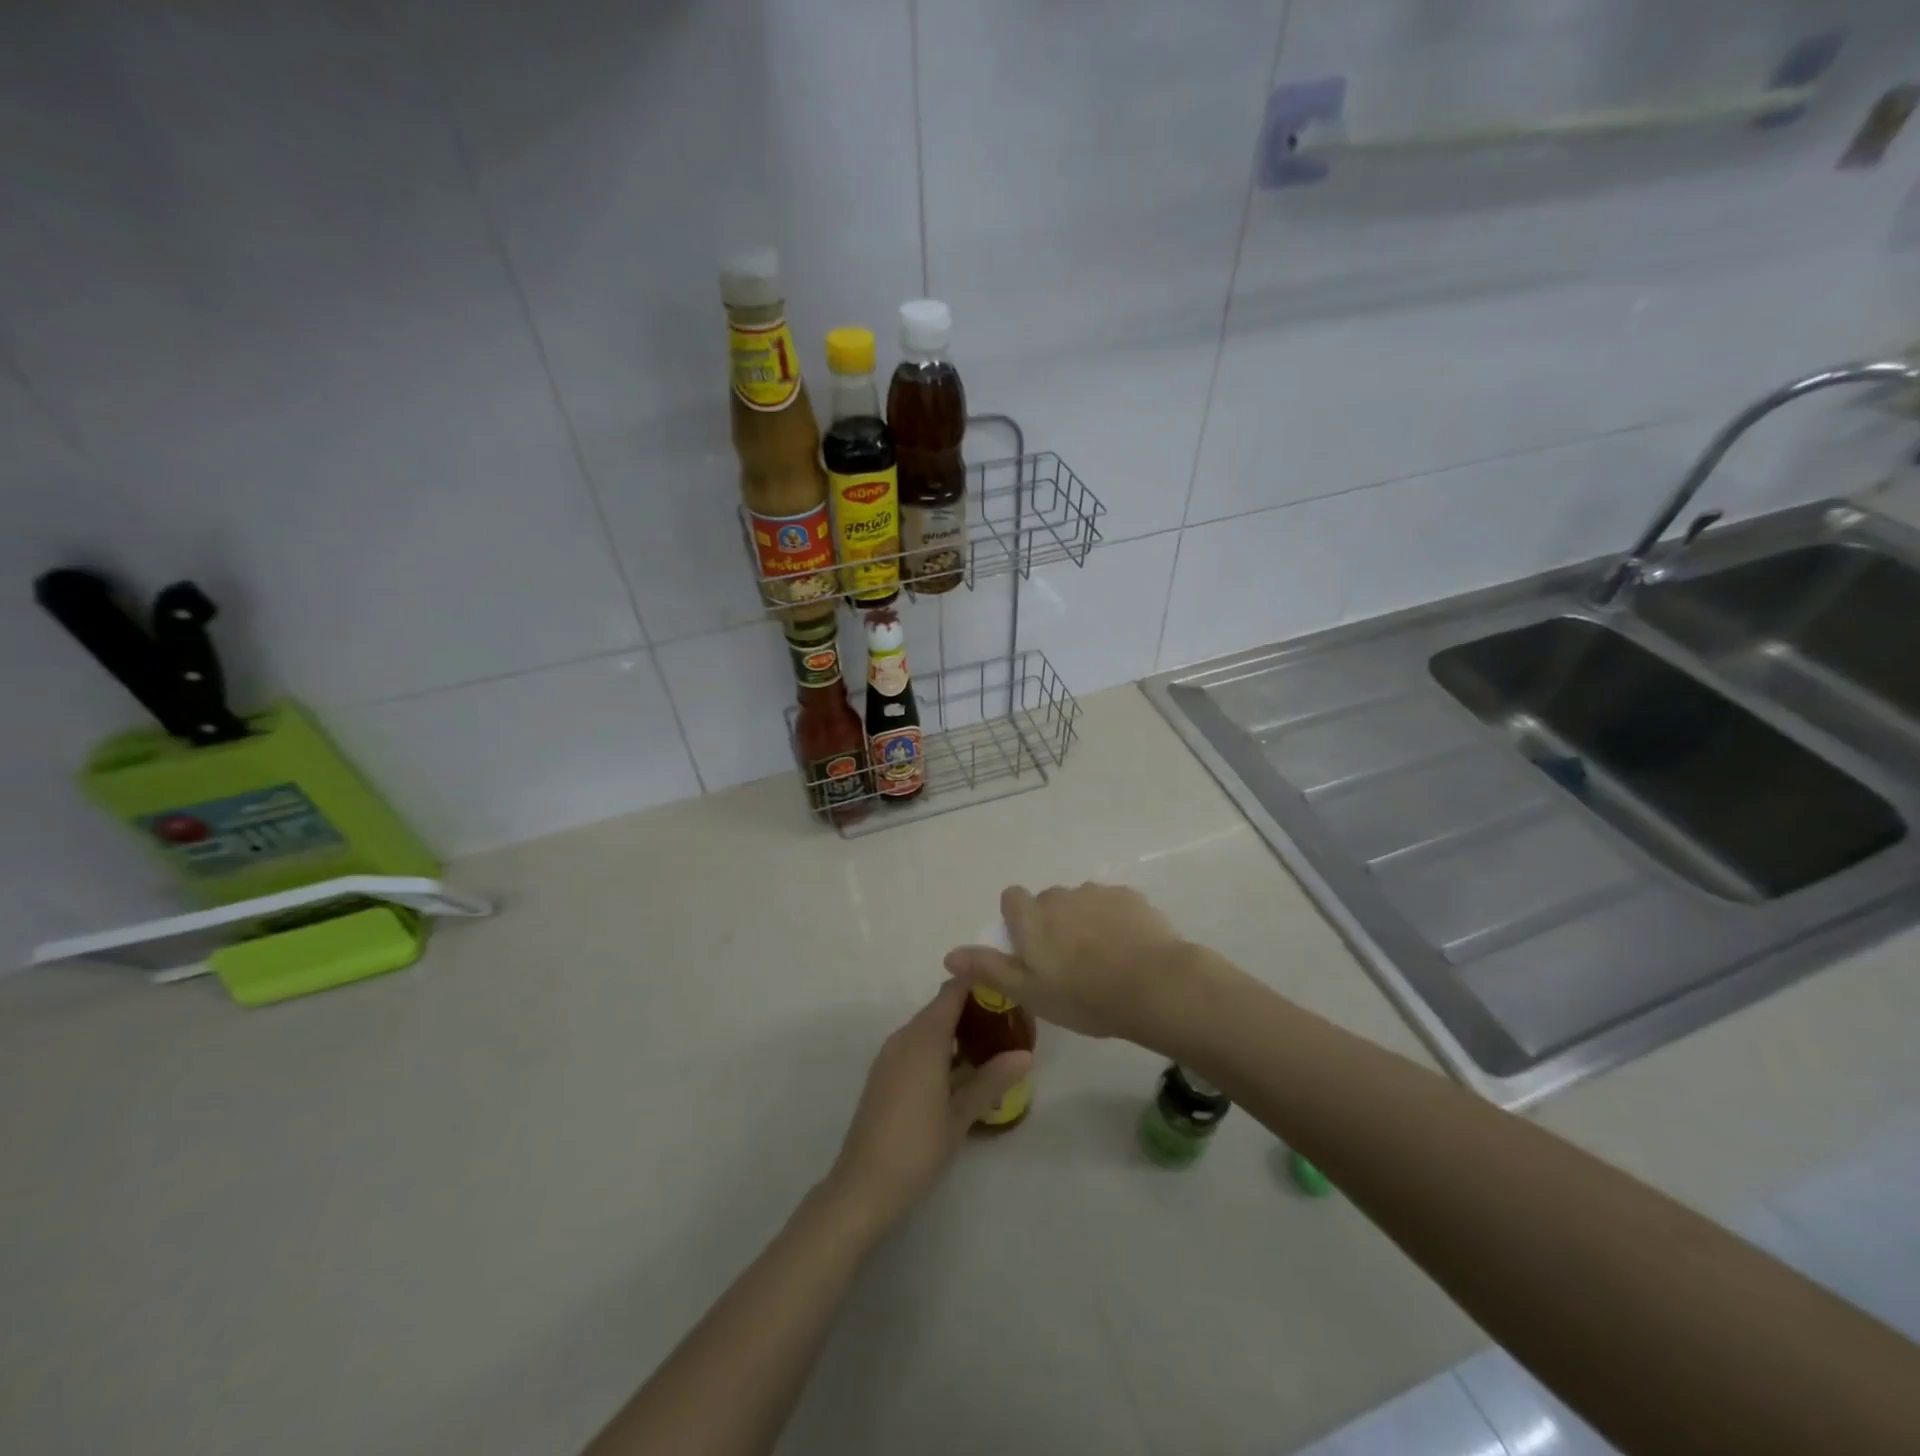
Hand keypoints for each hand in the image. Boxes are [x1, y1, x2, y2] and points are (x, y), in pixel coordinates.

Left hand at [823, 981, 1030, 1235]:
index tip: (1006, 988)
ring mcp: (890, 1054)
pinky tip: (957, 1070)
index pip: (953, 991)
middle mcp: (904, 1036)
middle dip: (972, 1008)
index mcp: (924, 1038)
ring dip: (954, 1028)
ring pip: (926, 1026)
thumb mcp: (961, 1115)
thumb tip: (1026, 1054)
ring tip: (988, 1045)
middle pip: (940, 1006)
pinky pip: (914, 1043)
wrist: (863, 1184)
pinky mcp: (883, 1072)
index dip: (978, 983)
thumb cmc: (917, 1146)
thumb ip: (992, 1079)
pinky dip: (937, 1045)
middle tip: (1006, 1022)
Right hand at [942, 882, 1201, 1046]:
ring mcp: (1097, 893)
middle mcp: (1060, 896)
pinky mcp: (1130, 898)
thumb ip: (987, 968)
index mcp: (1032, 916)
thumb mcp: (1027, 991)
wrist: (1153, 985)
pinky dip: (1115, 922)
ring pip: (1082, 904)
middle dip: (1053, 924)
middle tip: (1068, 964)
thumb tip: (949, 955)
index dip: (1016, 919)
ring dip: (1085, 922)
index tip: (1029, 948)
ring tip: (1103, 961)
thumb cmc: (1082, 995)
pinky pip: (1113, 906)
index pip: (1011, 898)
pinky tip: (1128, 952)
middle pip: (1048, 902)